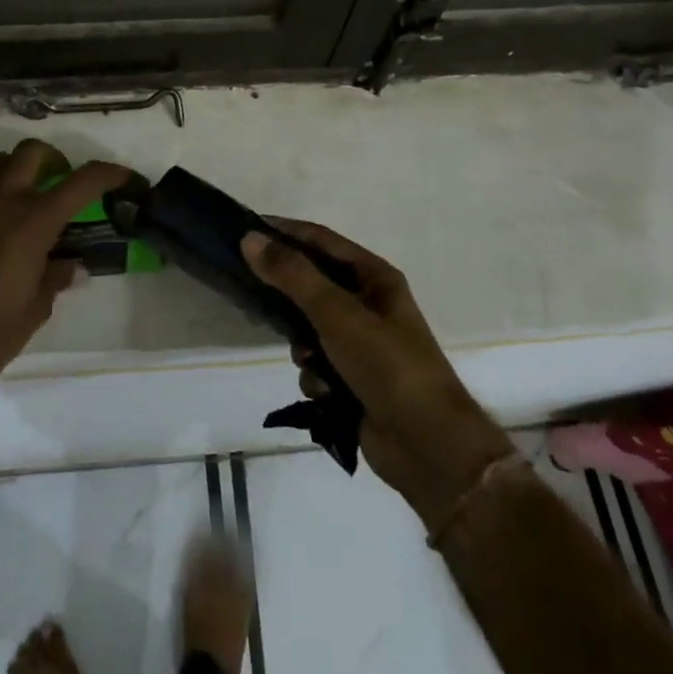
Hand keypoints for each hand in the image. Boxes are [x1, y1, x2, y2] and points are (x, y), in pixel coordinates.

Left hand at [0, 140, 128, 428]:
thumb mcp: (38, 307)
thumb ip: (57, 276)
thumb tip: (72, 266)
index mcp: (36, 223)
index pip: (82, 182)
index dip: (108, 173)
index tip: (122, 176)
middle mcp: (3, 202)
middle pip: (32, 153)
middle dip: (52, 158)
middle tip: (58, 177)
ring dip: (10, 167)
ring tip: (15, 185)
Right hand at [241, 221, 511, 532]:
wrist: (427, 445)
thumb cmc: (387, 364)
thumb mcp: (337, 313)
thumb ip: (292, 275)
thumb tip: (250, 238)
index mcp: (374, 277)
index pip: (321, 240)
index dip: (285, 232)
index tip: (245, 229)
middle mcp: (368, 304)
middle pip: (312, 286)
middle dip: (288, 300)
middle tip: (254, 299)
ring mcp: (361, 344)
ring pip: (309, 330)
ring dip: (304, 348)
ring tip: (311, 362)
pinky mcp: (353, 379)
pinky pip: (317, 366)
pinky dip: (317, 378)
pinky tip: (326, 395)